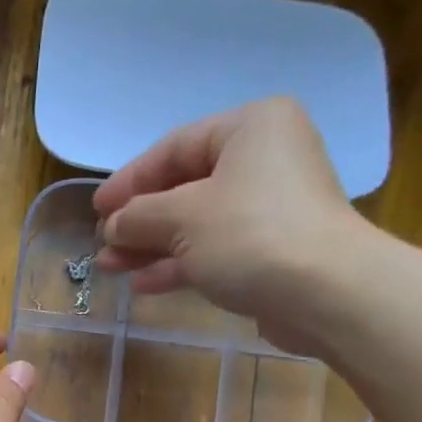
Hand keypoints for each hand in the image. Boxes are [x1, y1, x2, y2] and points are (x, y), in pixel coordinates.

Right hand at [92, 97, 373, 353]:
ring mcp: (270, 208)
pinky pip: (214, 250)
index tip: (96, 210)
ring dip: (152, 247)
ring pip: (196, 223)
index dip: (129, 180)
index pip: (174, 148)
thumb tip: (113, 226)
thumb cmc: (249, 235)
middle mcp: (264, 159)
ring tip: (111, 268)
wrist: (324, 293)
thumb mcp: (182, 218)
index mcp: (250, 128)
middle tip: (103, 242)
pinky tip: (144, 284)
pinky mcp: (272, 250)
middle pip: (185, 187)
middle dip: (139, 220)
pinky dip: (180, 264)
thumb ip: (139, 216)